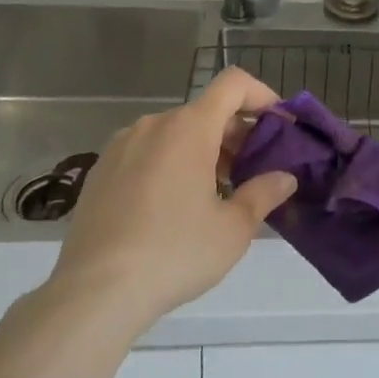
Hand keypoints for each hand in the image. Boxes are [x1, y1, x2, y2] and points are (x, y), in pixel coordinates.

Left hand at [43, 69, 296, 338]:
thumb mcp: (232, 229)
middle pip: (206, 111)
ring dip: (202, 150)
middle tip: (252, 172)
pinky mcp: (100, 171)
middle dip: (235, 134)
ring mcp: (122, 146)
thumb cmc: (174, 253)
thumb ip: (263, 194)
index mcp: (189, 128)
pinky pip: (146, 152)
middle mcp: (154, 124)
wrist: (94, 293)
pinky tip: (171, 208)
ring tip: (214, 194)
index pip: (233, 83)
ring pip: (175, 133)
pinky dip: (169, 164)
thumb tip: (285, 178)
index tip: (278, 125)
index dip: (261, 95)